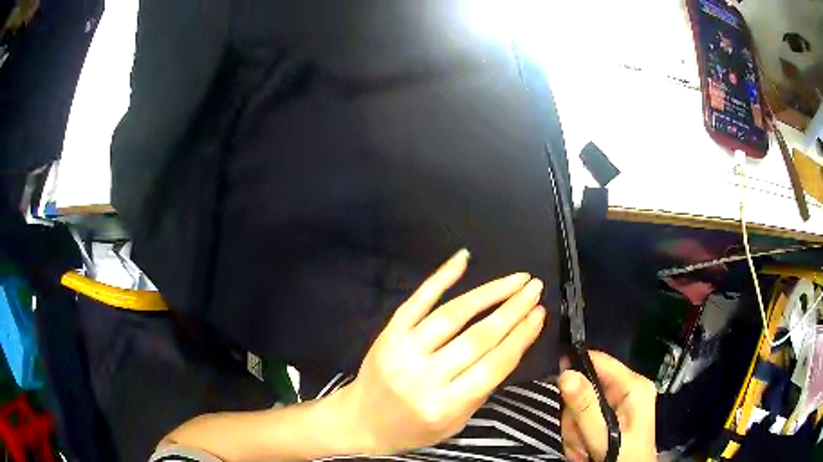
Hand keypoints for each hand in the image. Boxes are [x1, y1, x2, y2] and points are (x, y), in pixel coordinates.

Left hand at [336, 249, 546, 454]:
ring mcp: (403, 351)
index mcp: (445, 405)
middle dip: (513, 310)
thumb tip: (510, 345)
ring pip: (452, 315)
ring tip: (515, 279)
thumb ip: (481, 390)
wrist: (361, 421)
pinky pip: (416, 301)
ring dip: (489, 293)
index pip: (493, 366)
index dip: (521, 336)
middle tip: (535, 288)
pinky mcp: (388, 334)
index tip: (540, 314)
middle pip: (478, 338)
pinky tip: (462, 259)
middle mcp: (425, 377)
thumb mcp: (454, 423)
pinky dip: (440, 277)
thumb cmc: (413, 428)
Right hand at [558, 351, 656, 461]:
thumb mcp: (603, 437)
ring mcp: (623, 402)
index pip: (599, 360)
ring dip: (576, 429)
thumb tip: (566, 373)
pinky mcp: (616, 414)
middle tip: (579, 438)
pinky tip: (587, 448)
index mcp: (634, 386)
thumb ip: (585, 407)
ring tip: (585, 448)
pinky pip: (586, 416)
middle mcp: (630, 389)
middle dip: (575, 415)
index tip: (556, 385)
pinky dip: (580, 433)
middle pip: (586, 387)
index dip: (575, 368)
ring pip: (582, 405)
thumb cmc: (623, 457)